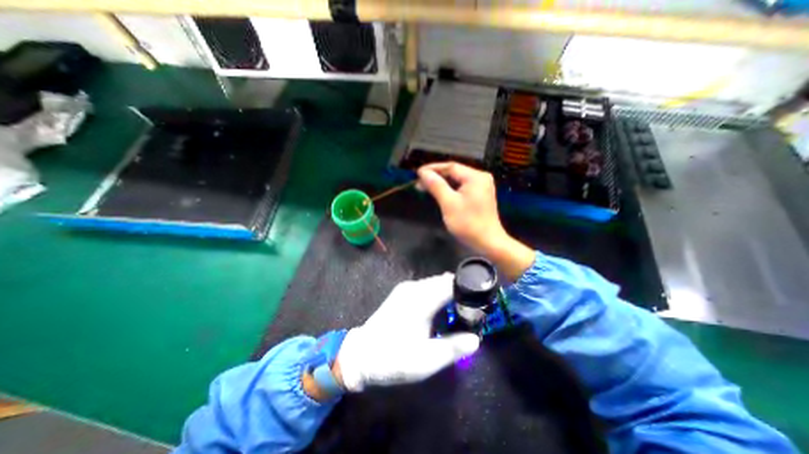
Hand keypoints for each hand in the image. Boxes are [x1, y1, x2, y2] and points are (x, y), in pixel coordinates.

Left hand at [336, 271, 478, 391]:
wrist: (361, 355)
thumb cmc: (393, 358)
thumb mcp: (426, 360)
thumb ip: (453, 348)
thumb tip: (476, 339)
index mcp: (421, 299)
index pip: (451, 283)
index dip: (467, 290)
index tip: (479, 303)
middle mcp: (414, 287)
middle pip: (444, 281)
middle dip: (459, 292)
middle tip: (470, 311)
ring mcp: (406, 288)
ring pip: (435, 283)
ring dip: (448, 294)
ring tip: (457, 313)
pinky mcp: (401, 293)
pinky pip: (426, 288)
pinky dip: (436, 295)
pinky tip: (438, 312)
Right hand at [417, 161, 503, 254]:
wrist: (488, 242)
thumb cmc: (468, 223)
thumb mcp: (449, 203)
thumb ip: (436, 186)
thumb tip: (423, 173)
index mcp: (475, 177)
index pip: (451, 167)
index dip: (433, 168)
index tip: (418, 173)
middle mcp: (480, 178)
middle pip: (454, 172)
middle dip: (436, 177)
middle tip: (419, 182)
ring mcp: (481, 187)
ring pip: (457, 181)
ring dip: (441, 183)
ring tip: (425, 187)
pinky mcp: (480, 195)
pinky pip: (461, 188)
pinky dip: (449, 190)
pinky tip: (439, 192)